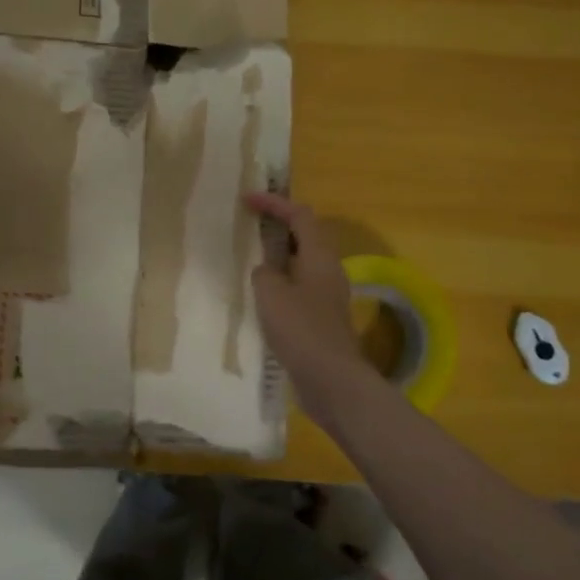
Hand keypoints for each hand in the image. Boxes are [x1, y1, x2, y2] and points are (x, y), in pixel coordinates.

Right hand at [244, 193, 377, 421]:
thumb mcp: (271, 294)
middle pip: (306, 235)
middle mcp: (329, 270)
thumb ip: (264, 273)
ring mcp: (328, 295)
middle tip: (250, 224)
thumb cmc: (301, 330)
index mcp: (320, 256)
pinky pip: (300, 285)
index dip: (274, 202)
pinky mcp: (323, 317)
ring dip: (279, 254)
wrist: (332, 380)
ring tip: (252, 256)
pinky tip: (262, 295)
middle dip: (279, 225)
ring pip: (303, 262)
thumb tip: (267, 271)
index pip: (300, 214)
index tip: (247, 199)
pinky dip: (282, 280)